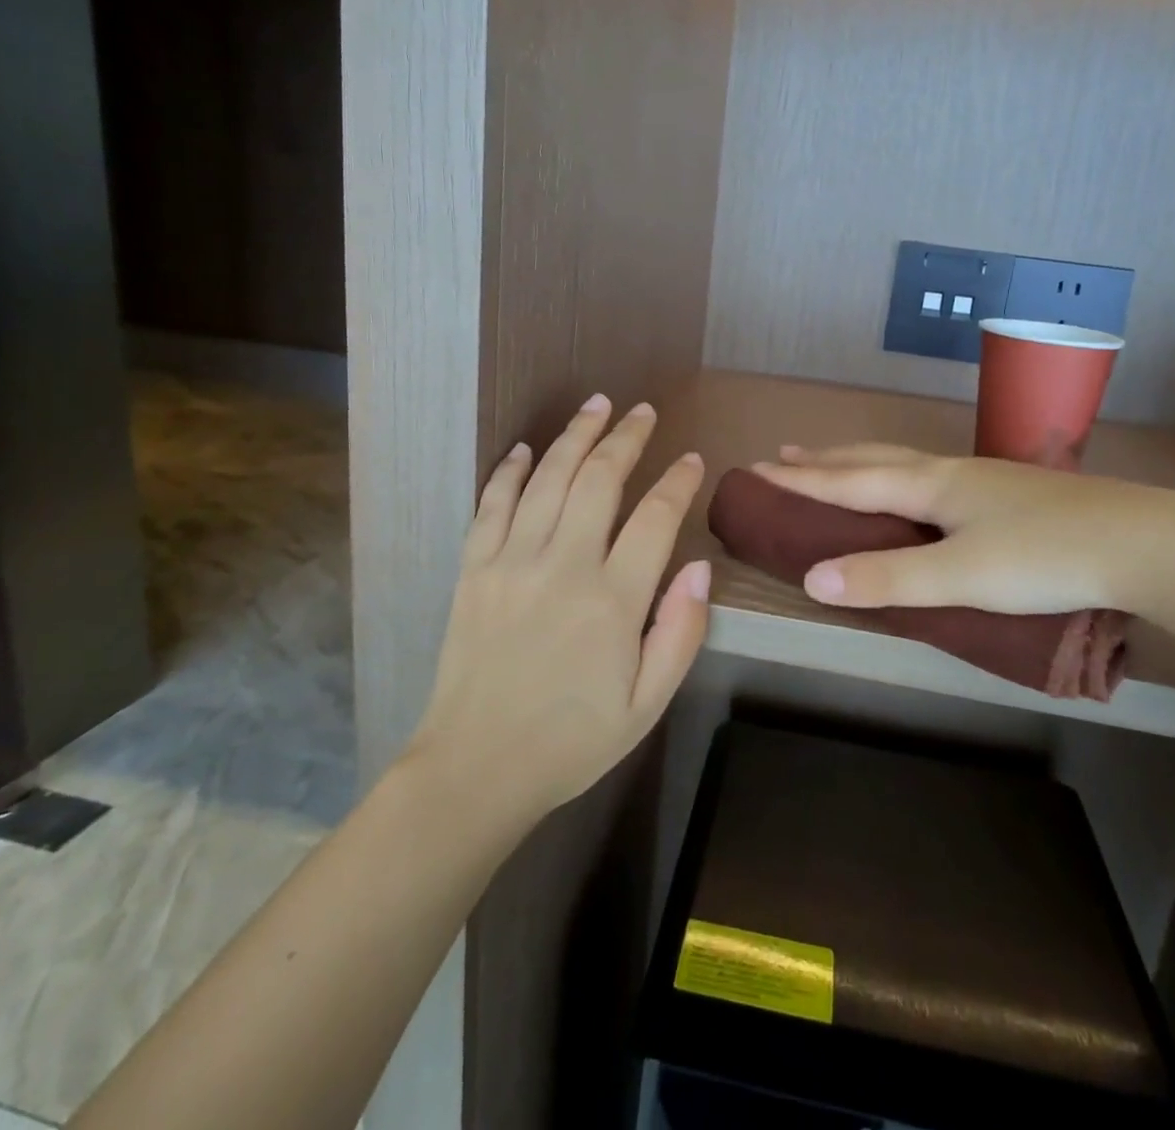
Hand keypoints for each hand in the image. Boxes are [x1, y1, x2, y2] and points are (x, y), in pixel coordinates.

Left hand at [408, 395, 710, 826]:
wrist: (476, 767)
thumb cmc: (572, 740)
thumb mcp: (647, 704)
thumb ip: (681, 633)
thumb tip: (701, 568)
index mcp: (612, 600)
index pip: (655, 518)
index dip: (677, 482)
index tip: (691, 460)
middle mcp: (562, 565)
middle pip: (599, 480)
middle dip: (626, 438)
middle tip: (643, 411)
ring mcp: (511, 561)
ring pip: (548, 478)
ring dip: (575, 436)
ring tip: (596, 406)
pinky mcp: (473, 569)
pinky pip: (492, 504)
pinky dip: (509, 470)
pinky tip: (524, 448)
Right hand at [754, 443, 1174, 620]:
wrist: (1149, 543)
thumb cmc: (1047, 558)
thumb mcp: (960, 576)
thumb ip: (887, 579)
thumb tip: (810, 579)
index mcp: (931, 485)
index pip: (849, 481)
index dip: (801, 481)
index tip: (757, 471)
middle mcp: (951, 472)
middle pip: (873, 459)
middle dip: (825, 461)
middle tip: (785, 456)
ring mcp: (985, 479)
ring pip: (906, 462)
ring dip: (861, 462)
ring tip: (837, 463)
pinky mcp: (1012, 494)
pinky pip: (933, 476)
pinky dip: (899, 476)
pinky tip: (918, 489)